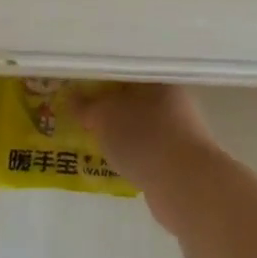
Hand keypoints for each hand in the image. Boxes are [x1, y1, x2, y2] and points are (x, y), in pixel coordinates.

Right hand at [73, 83, 219, 232]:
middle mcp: (174, 100)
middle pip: (133, 99)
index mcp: (159, 79)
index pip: (125, 72)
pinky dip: (131, 153)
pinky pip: (147, 149)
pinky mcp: (178, 159)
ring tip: (94, 140)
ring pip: (140, 125)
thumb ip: (87, 106)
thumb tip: (71, 97)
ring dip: (120, 133)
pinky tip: (115, 161)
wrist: (184, 185)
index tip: (79, 89)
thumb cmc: (144, 137)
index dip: (101, 80)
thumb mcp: (105, 116)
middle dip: (109, 108)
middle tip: (82, 115)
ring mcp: (179, 131)